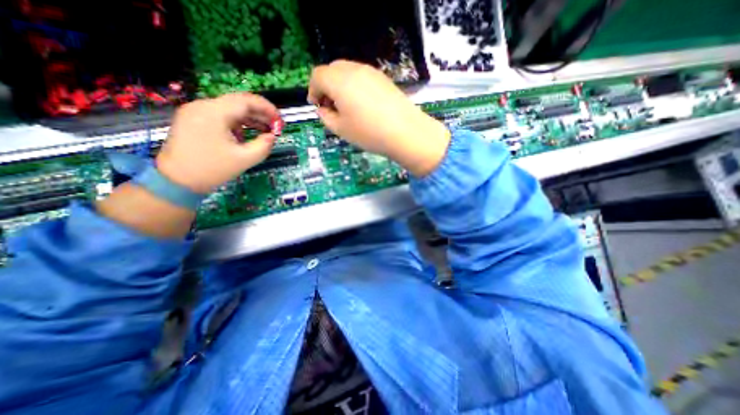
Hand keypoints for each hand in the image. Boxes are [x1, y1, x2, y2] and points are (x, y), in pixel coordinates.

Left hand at [153, 93, 279, 192]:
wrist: (177, 181)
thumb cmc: (212, 169)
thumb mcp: (245, 159)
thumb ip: (264, 146)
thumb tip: (272, 136)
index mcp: (214, 113)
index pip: (246, 101)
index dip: (267, 109)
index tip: (280, 121)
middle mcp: (203, 106)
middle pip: (238, 103)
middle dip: (260, 114)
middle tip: (276, 127)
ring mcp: (196, 112)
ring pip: (230, 109)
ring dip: (250, 119)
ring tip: (265, 131)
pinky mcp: (193, 120)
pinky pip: (221, 116)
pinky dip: (237, 123)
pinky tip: (246, 135)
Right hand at [309, 61, 450, 176]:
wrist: (405, 132)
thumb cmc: (369, 133)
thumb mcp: (341, 130)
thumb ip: (326, 117)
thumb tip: (323, 109)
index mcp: (339, 81)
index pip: (318, 76)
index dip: (313, 90)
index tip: (316, 106)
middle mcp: (354, 70)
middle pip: (332, 70)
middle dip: (326, 86)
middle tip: (330, 106)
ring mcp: (371, 72)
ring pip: (347, 72)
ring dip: (340, 86)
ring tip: (347, 107)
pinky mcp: (383, 78)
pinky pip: (362, 77)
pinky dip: (355, 86)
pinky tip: (362, 105)